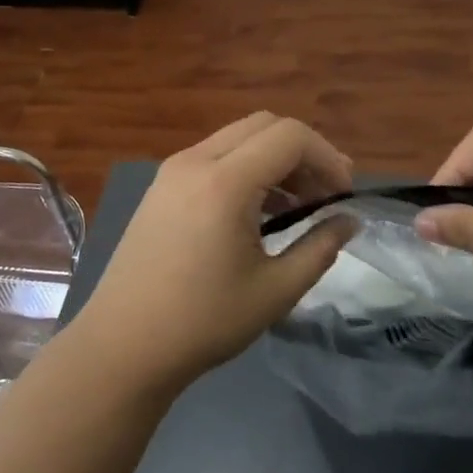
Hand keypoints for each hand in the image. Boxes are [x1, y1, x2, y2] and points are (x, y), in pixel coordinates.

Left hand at [70, 113, 356, 395]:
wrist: (122, 346)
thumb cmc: (204, 322)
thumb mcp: (276, 290)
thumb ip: (321, 247)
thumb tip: (349, 220)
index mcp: (224, 182)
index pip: (290, 136)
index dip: (327, 157)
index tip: (343, 196)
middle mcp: (195, 161)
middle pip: (264, 125)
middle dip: (304, 152)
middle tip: (325, 194)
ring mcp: (172, 171)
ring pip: (237, 138)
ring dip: (274, 159)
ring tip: (298, 205)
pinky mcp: (160, 187)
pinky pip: (214, 156)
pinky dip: (246, 168)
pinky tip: (257, 210)